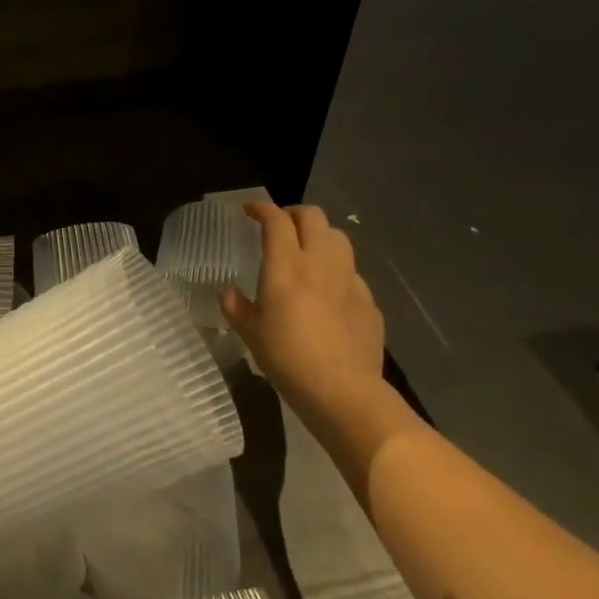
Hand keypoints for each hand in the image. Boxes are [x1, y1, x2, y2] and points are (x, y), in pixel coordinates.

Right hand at [222, 203, 385, 421]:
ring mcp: (350, 280)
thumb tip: (230, 295)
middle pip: (313, 217)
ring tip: (306, 252)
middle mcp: (321, 263)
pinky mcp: (368, 300)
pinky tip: (327, 293)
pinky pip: (351, 272)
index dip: (261, 209)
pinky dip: (336, 270)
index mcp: (286, 266)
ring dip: (319, 235)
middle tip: (279, 226)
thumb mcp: (249, 333)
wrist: (342, 390)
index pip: (276, 220)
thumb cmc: (287, 358)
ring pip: (338, 238)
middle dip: (293, 214)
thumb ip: (236, 307)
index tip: (248, 211)